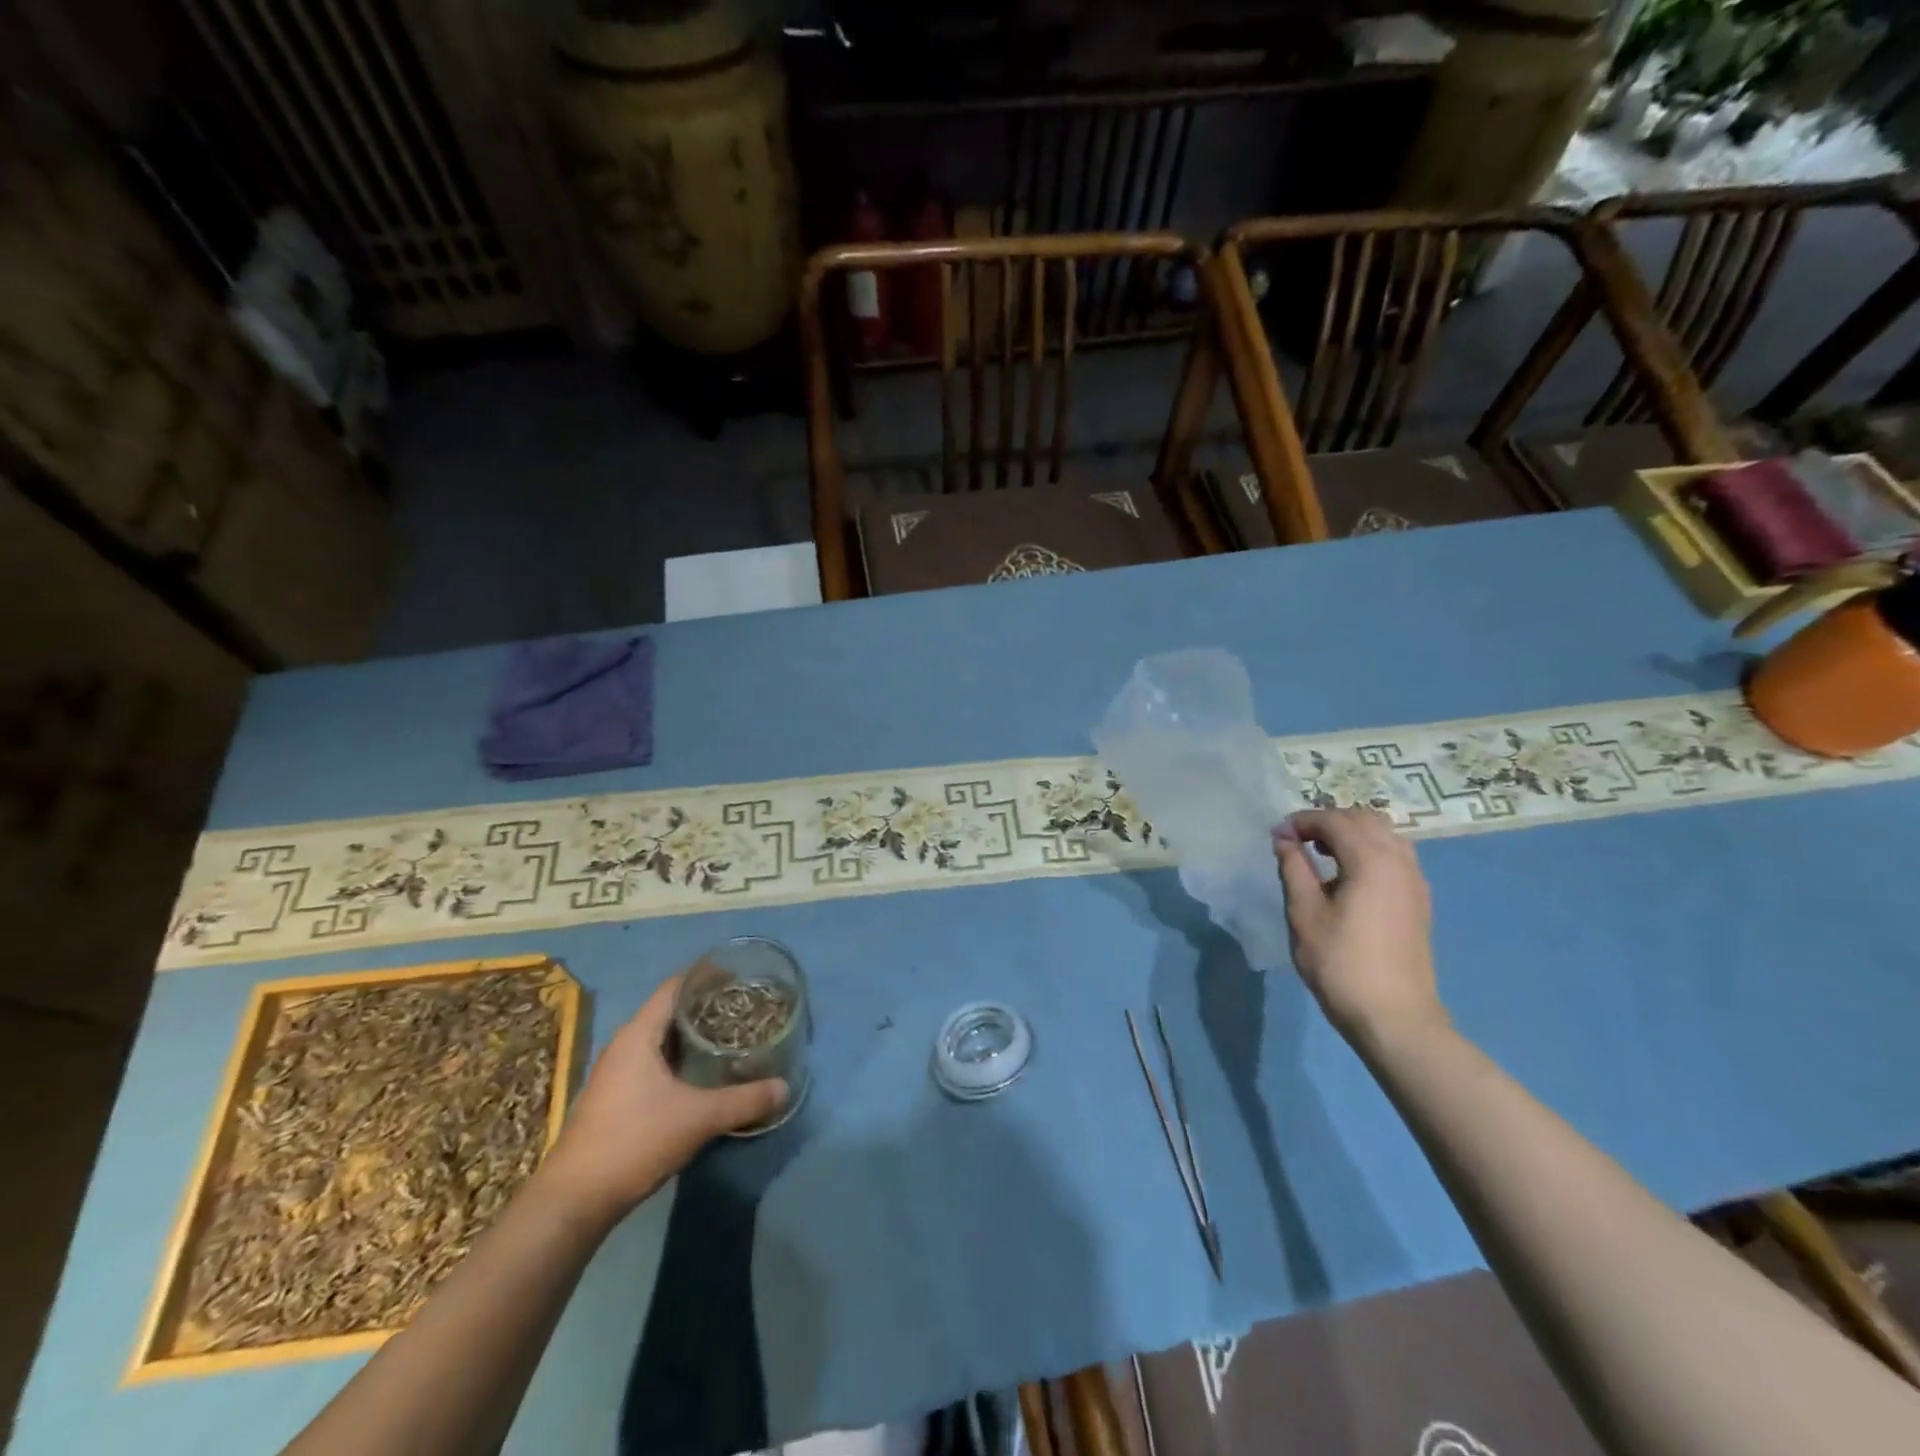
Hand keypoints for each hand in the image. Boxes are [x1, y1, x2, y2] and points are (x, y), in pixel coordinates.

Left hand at [540, 975, 787, 1223]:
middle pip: (670, 1011)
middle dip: (706, 1006)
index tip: (740, 974)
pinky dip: (680, 1059)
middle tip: (744, 1007)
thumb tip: (785, 1087)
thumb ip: (744, 1101)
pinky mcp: (615, 1098)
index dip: (707, 976)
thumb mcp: (698, 1119)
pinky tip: (703, 1075)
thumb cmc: (634, 1141)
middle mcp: (624, 1045)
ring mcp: (616, 1073)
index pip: (675, 986)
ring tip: (730, 1036)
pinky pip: (654, 1062)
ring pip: (661, 1039)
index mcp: (639, 1034)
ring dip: (693, 1036)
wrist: (574, 1201)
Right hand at [1273, 808, 1445, 1046]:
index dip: (1302, 821)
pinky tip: (1346, 877)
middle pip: (1364, 819)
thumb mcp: (1304, 912)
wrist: (1394, 1016)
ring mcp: (1414, 881)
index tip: (1276, 836)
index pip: (1334, 820)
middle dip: (1328, 821)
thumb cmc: (1340, 962)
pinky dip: (1368, 851)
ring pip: (1384, 835)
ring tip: (1321, 855)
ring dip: (1351, 834)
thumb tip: (1284, 838)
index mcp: (1371, 859)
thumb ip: (1294, 867)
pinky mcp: (1418, 900)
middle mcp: (1399, 860)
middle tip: (1297, 841)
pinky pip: (1394, 856)